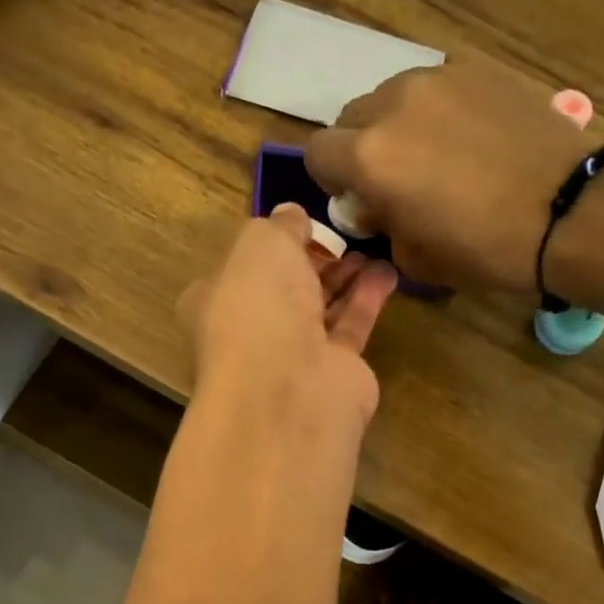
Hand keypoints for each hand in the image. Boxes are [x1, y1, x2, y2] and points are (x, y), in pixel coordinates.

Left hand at [179, 205, 397, 431]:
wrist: (289, 386)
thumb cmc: (258, 306)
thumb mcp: (261, 243)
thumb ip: (279, 226)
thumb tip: (292, 216)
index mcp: (215, 302)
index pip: (239, 270)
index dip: (269, 246)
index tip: (300, 226)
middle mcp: (250, 332)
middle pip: (284, 291)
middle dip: (312, 262)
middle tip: (344, 236)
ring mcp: (291, 357)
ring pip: (319, 309)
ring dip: (344, 278)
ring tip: (372, 248)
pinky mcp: (332, 372)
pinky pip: (350, 328)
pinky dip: (367, 299)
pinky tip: (387, 272)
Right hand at [305, 53, 598, 294]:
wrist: (568, 211)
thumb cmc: (484, 249)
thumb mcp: (414, 257)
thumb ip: (380, 224)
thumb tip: (377, 207)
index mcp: (369, 157)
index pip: (317, 152)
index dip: (330, 179)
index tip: (356, 199)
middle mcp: (393, 105)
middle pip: (352, 117)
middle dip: (361, 148)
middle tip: (395, 179)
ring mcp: (439, 78)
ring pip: (393, 96)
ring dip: (398, 125)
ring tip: (436, 154)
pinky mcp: (479, 68)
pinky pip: (436, 87)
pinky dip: (438, 110)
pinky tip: (471, 138)